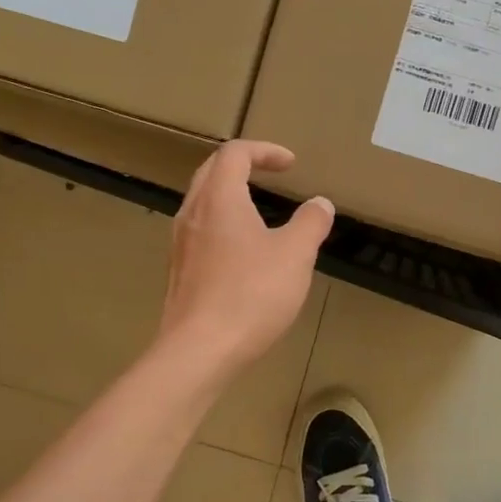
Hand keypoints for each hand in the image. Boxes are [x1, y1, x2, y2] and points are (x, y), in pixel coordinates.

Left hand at [158, 140, 332, 380]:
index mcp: (220, 199)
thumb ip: (310, 223)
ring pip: (201, 203)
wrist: (199, 351)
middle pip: (211, 172)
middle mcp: (193, 213)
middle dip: (242, 165)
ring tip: (258, 211)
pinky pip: (199, 232)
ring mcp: (181, 244)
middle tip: (269, 174)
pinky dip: (222, 225)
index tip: (291, 164)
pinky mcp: (179, 273)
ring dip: (229, 195)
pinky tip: (242, 253)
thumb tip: (320, 204)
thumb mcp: (295, 255)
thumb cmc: (251, 295)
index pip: (235, 153)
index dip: (264, 151)